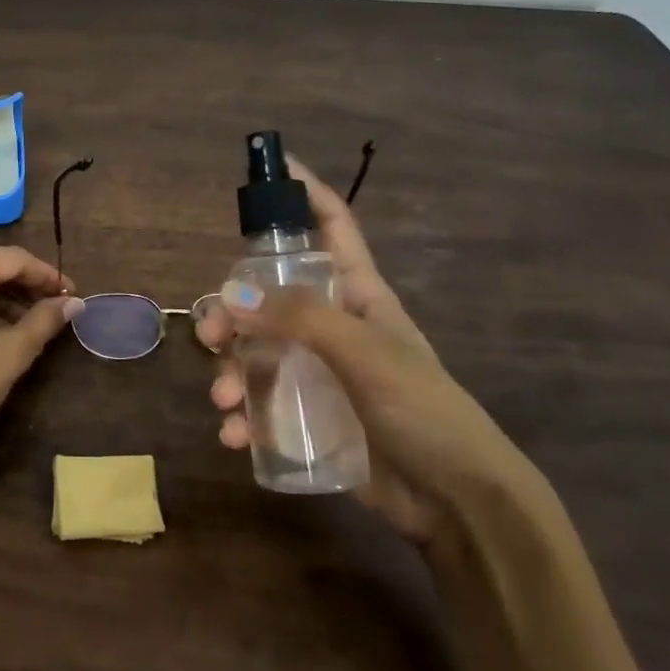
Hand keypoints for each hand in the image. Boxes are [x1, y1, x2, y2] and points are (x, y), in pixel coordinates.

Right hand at [195, 156, 536, 544]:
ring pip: (257, 352)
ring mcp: (319, 372)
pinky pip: (262, 405)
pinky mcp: (310, 417)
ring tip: (223, 400)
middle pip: (271, 295)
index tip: (272, 166)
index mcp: (359, 294)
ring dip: (230, 372)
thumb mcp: (366, 354)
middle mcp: (333, 325)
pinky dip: (242, 417)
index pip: (332, 226)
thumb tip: (231, 295)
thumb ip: (301, 319)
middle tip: (210, 335)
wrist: (459, 504)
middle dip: (233, 310)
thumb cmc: (424, 411)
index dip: (305, 193)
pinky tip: (235, 436)